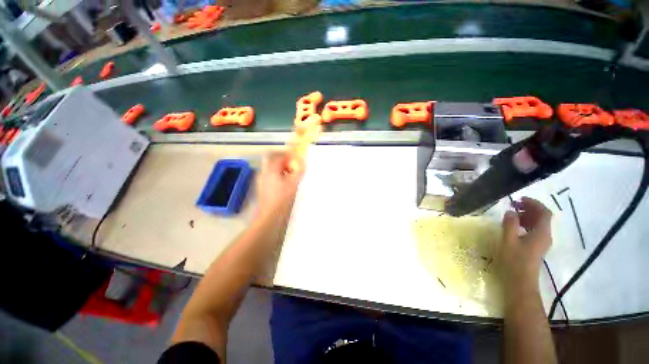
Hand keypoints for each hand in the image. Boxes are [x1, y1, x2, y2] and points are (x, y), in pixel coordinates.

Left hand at [256, 151, 303, 216]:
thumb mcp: (293, 183)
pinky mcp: (263, 187)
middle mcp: (264, 172)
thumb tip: (302, 161)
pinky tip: (285, 184)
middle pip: (273, 161)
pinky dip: (278, 176)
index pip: (278, 156)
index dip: (287, 155)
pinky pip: (271, 176)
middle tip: (293, 166)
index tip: (295, 158)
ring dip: (281, 169)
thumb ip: (298, 171)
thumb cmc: (283, 198)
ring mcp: (262, 180)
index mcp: (271, 170)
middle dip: (283, 161)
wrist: (270, 215)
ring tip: (291, 175)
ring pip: (271, 169)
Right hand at [498, 197, 552, 297]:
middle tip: (513, 205)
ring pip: (538, 224)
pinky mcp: (536, 248)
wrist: (520, 282)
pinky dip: (525, 225)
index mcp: (541, 233)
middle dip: (529, 209)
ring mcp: (541, 243)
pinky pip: (534, 231)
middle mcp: (545, 236)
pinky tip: (514, 227)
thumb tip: (511, 211)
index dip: (533, 203)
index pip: (544, 212)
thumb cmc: (514, 260)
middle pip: (542, 217)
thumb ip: (510, 224)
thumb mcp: (508, 240)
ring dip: (526, 216)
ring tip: (511, 215)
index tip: (519, 199)